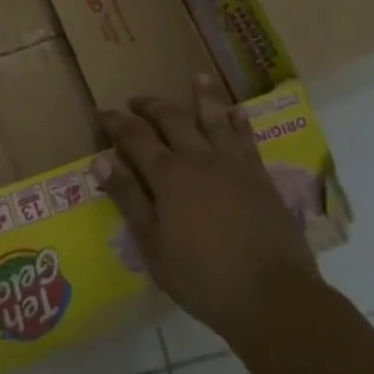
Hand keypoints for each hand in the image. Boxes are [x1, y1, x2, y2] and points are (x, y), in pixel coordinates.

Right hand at [93, 76, 318, 337]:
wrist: (273, 297)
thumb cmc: (202, 277)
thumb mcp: (152, 244)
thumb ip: (128, 199)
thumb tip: (100, 160)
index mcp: (168, 175)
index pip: (134, 137)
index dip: (116, 122)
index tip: (102, 111)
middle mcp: (200, 159)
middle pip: (172, 120)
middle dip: (151, 106)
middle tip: (137, 99)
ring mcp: (235, 166)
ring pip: (214, 120)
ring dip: (203, 96)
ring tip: (197, 77)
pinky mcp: (262, 178)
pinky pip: (248, 139)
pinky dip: (240, 122)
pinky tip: (238, 112)